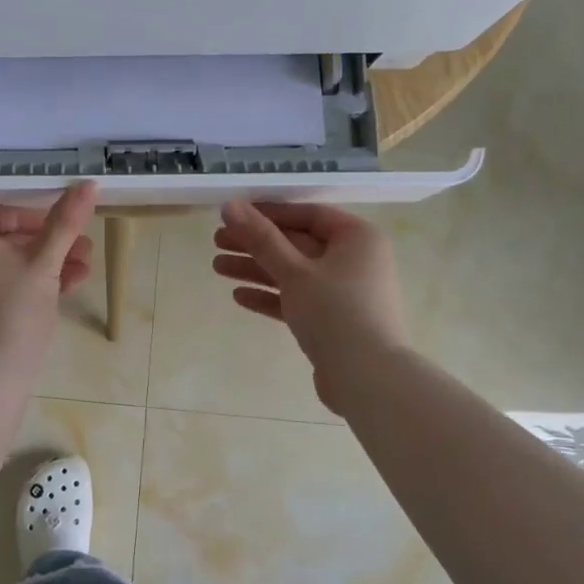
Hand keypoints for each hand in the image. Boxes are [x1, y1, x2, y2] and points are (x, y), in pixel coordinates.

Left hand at [0, 182, 98, 371]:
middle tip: (84, 254)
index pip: (0, 212)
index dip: (38, 218)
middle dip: (49, 245)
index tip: (67, 232)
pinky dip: (21, 288)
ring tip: (80, 277)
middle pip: (4, 240)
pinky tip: (58, 296)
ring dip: (42, 267)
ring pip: (2, 267)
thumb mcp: (45, 263)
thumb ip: (65, 222)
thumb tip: (88, 184)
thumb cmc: (15, 310)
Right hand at [212, 201, 410, 413]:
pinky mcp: (333, 321)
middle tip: (216, 241)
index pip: (307, 214)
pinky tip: (239, 296)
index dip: (268, 213)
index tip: (233, 214)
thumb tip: (230, 205)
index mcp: (357, 237)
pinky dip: (271, 296)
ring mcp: (345, 292)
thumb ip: (260, 238)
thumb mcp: (294, 271)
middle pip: (297, 244)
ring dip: (256, 269)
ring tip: (217, 267)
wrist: (366, 377)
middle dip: (255, 244)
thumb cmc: (335, 312)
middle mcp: (355, 260)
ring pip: (294, 273)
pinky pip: (298, 300)